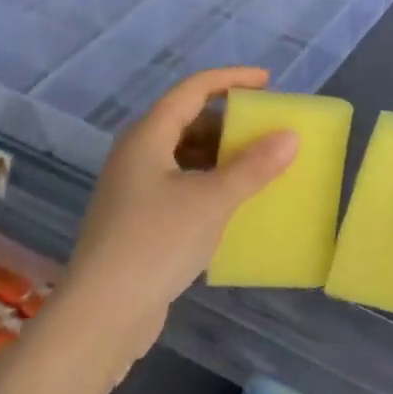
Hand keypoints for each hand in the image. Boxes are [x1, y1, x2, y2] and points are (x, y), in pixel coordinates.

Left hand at [63, 67, 296, 368]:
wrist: (102, 314)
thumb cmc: (155, 243)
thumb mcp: (212, 200)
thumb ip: (253, 166)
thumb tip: (290, 136)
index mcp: (147, 137)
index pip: (193, 90)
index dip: (231, 79)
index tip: (268, 82)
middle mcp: (137, 155)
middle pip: (188, 121)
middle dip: (229, 121)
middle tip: (268, 128)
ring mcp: (135, 189)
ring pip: (185, 155)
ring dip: (222, 154)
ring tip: (260, 164)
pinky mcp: (139, 219)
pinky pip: (182, 184)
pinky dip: (210, 182)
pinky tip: (235, 201)